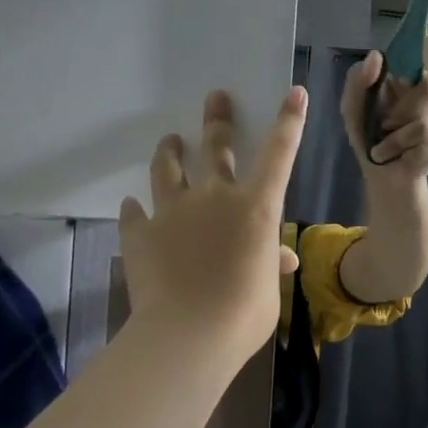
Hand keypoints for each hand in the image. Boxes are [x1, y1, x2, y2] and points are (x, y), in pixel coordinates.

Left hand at [119, 88, 305, 359]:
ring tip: (169, 141)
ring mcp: (174, 212)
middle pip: (216, 147)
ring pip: (168, 170)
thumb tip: (281, 258)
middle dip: (218, 119)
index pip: (279, 154)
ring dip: (169, 152)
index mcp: (256, 207)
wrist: (188, 335)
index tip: (294, 92)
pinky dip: (136, 209)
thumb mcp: (269, 287)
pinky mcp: (141, 233)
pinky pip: (135, 213)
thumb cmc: (245, 312)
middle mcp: (215, 197)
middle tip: (215, 97)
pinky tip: (133, 205)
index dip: (289, 121)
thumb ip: (271, 263)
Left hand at [340, 51, 427, 180]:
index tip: (393, 91)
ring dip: (397, 139)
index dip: (406, 83)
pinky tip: (404, 157)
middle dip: (396, 116)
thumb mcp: (353, 107)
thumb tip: (376, 55)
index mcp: (412, 82)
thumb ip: (358, 80)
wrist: (384, 177)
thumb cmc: (368, 138)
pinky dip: (408, 153)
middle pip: (424, 95)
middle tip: (384, 127)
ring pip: (424, 124)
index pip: (420, 67)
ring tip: (387, 147)